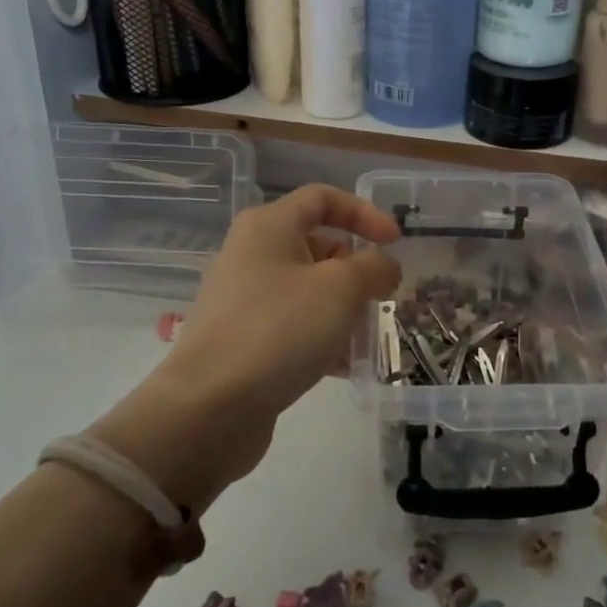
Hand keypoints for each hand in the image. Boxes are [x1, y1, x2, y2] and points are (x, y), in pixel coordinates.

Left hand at [93, 184, 400, 510]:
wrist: (209, 407)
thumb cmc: (280, 329)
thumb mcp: (342, 288)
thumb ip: (374, 267)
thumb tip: (384, 266)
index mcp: (269, 226)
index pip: (323, 198)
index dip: (365, 213)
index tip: (396, 243)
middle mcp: (251, 254)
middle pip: (318, 247)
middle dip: (357, 271)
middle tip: (382, 299)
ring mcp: (244, 299)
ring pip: (309, 291)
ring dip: (344, 310)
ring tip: (366, 338)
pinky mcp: (243, 340)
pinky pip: (293, 326)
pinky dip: (321, 338)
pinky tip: (343, 366)